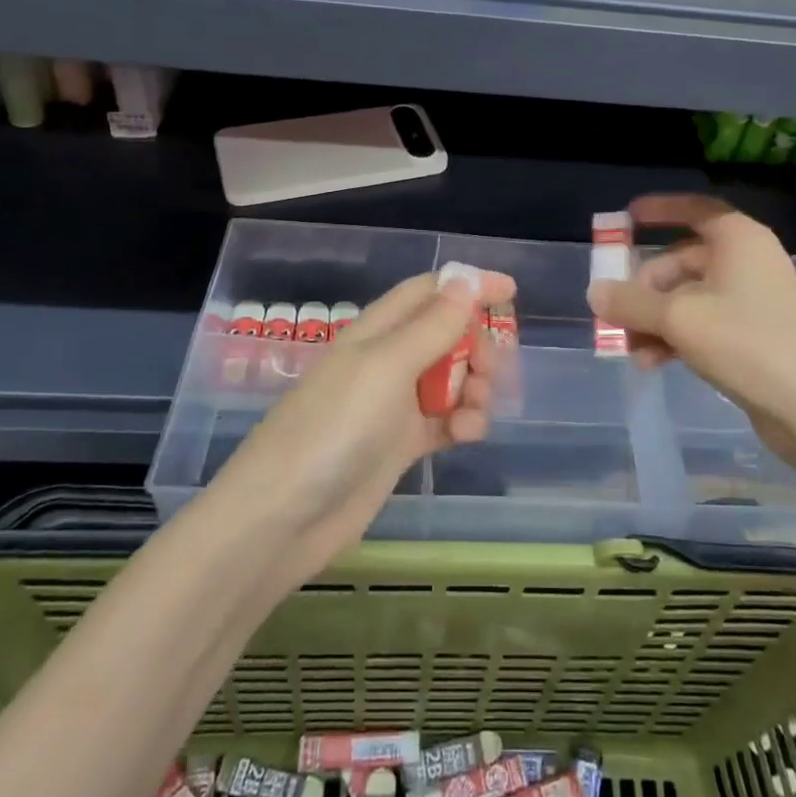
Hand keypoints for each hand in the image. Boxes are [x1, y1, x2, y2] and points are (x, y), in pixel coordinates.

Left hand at [216, 268, 515, 577]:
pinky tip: (467, 436)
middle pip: (446, 334)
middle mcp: (387, 360)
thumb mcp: (386, 366)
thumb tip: (466, 280)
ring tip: (476, 409)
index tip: (511, 290)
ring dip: (474, 386)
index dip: (468, 285)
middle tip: (490, 368)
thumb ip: (432, 325)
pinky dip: (462, 422)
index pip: (430, 292)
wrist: (284, 516)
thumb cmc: (335, 427)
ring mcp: (394, 404)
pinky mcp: (400, 444)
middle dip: (477, 344)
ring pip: (450, 378)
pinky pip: (445, 420)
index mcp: (378, 330)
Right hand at [586, 194, 795, 458]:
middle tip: (617, 316)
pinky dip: (677, 336)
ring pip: (689, 297)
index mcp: (738, 239)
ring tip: (632, 350)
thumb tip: (594, 292)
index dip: (660, 209)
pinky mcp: (755, 334)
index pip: (694, 209)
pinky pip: (704, 322)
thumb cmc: (747, 344)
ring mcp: (753, 299)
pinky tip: (654, 363)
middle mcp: (747, 261)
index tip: (628, 216)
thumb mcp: (678, 319)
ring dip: (656, 319)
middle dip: (645, 289)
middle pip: (682, 261)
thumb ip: (630, 302)